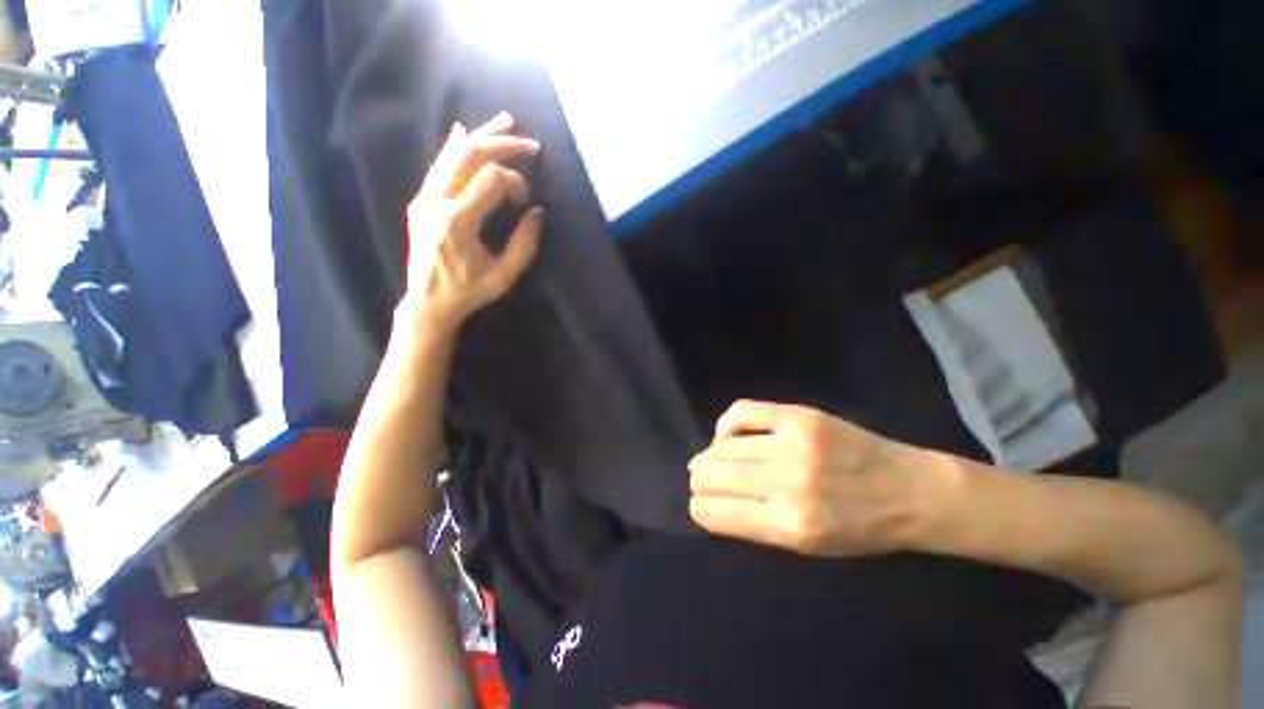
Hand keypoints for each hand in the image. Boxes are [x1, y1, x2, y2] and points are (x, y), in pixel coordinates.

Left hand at [402, 111, 543, 331]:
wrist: (426, 302)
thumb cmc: (469, 292)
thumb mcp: (504, 276)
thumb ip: (524, 244)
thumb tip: (536, 212)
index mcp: (459, 221)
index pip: (492, 179)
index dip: (516, 182)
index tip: (527, 200)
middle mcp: (437, 201)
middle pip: (470, 155)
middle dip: (503, 145)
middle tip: (531, 144)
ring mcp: (424, 198)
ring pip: (453, 153)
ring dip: (482, 136)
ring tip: (507, 122)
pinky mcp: (420, 200)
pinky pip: (439, 165)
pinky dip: (455, 146)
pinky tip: (465, 131)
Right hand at [688, 400, 947, 555]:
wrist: (911, 491)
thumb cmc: (860, 529)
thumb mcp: (808, 547)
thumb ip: (756, 524)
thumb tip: (713, 500)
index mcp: (789, 526)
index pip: (717, 513)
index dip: (699, 507)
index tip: (699, 503)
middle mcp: (786, 483)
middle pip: (713, 475)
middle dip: (700, 479)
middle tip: (701, 477)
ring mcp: (793, 444)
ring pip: (723, 446)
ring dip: (711, 454)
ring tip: (713, 457)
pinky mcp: (800, 416)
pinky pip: (743, 412)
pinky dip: (727, 424)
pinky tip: (729, 433)